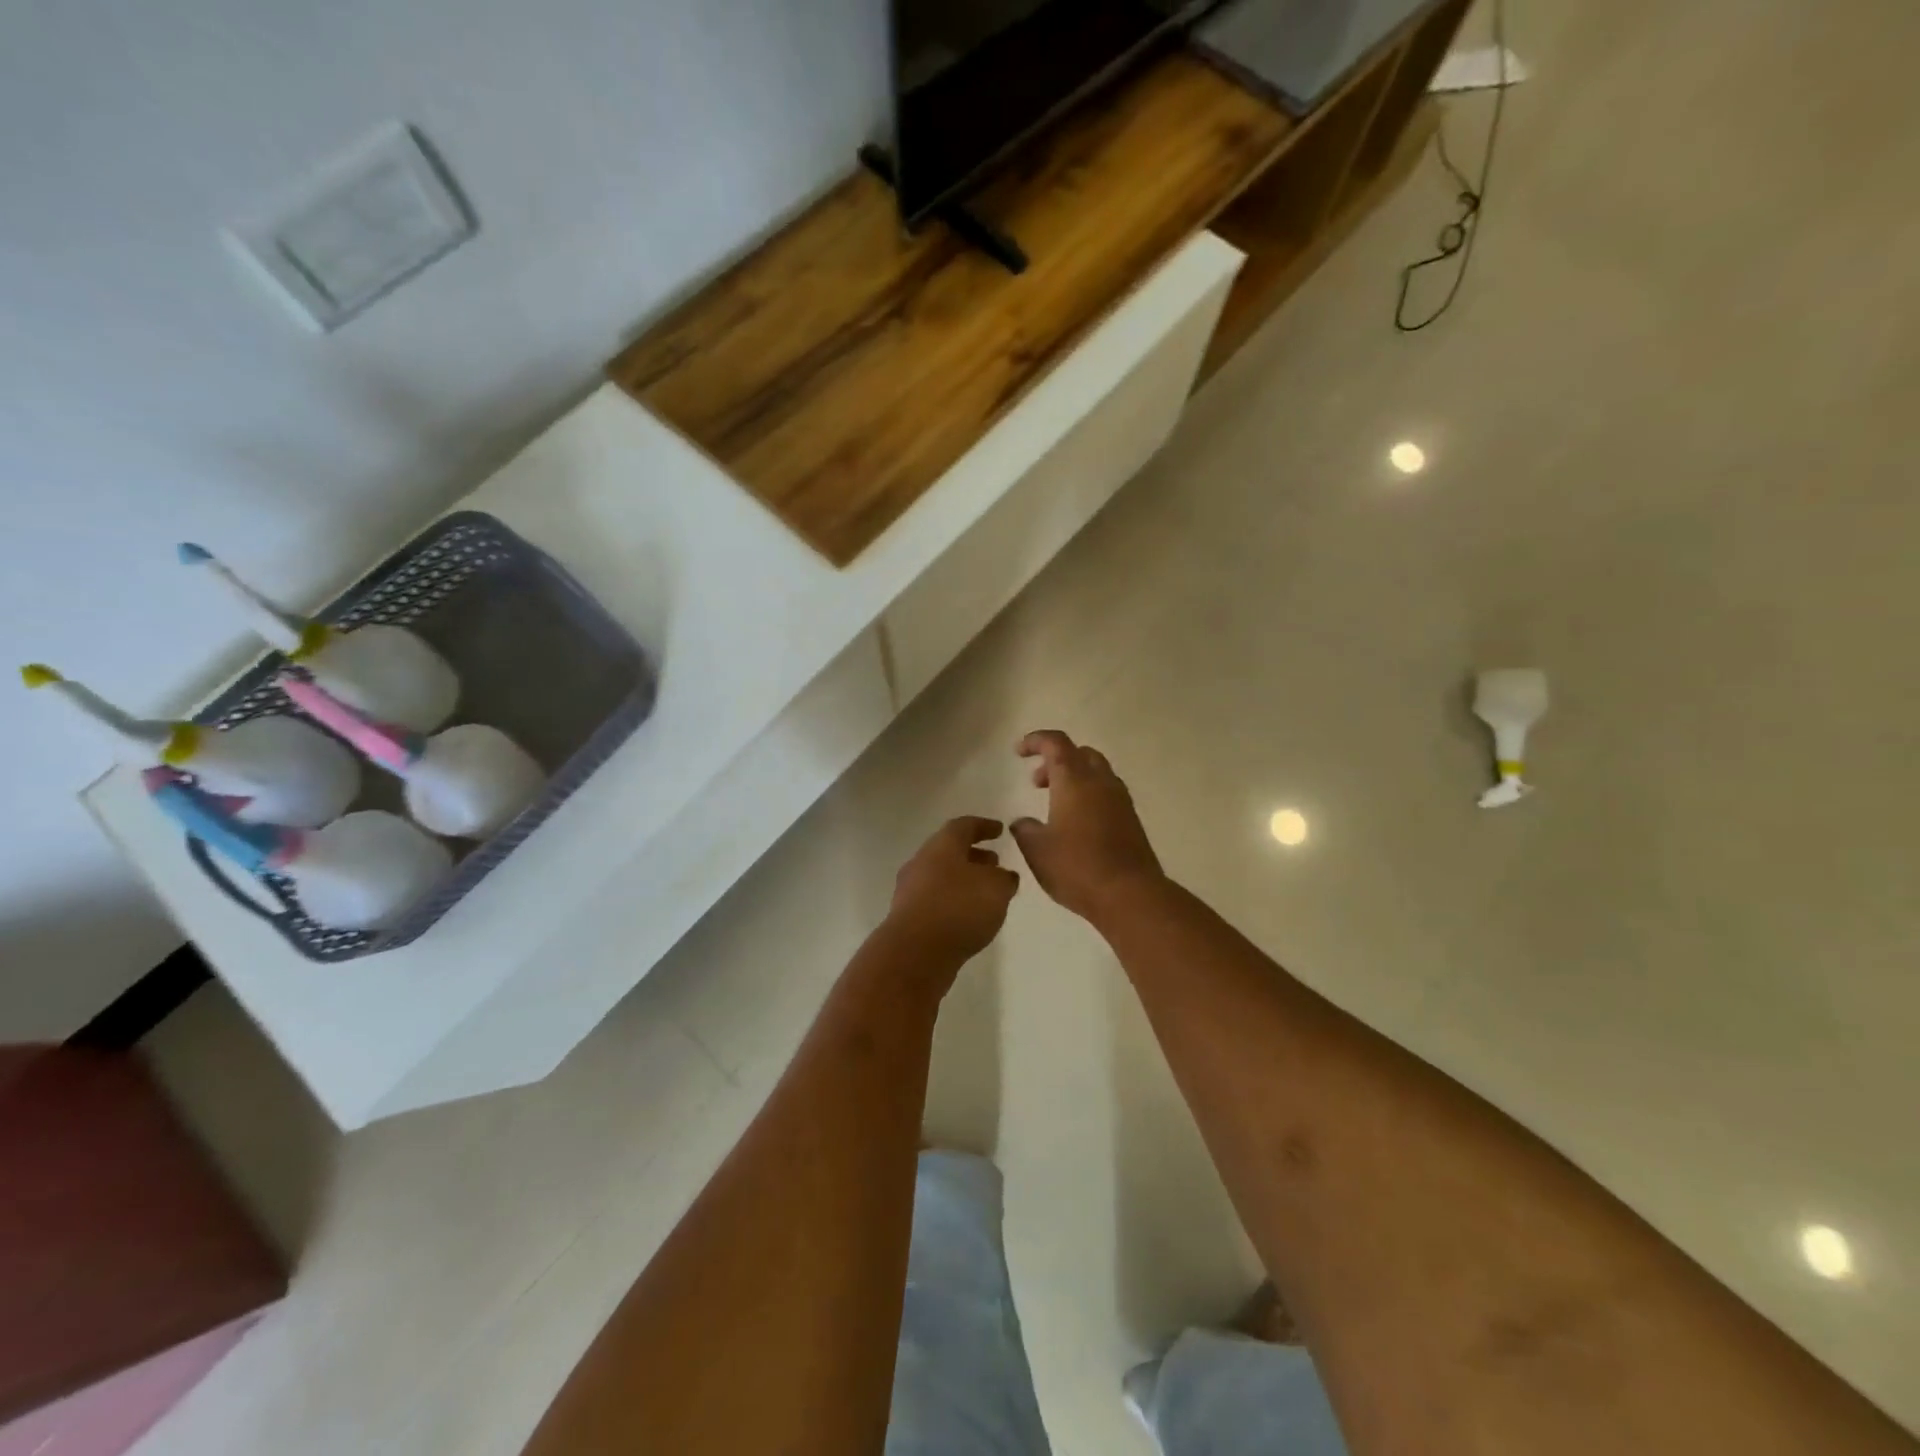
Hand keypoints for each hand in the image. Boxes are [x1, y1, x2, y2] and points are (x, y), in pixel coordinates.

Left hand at [885, 817, 1019, 967]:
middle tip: (995, 863)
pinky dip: (954, 902)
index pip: (963, 826)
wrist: (915, 952)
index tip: (1000, 830)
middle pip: (949, 852)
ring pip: (942, 877)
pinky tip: (970, 918)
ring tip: (987, 894)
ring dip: (964, 881)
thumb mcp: (996, 888)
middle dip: (974, 856)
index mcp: (941, 845)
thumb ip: (1004, 878)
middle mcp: (922, 862)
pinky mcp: (908, 918)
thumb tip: (1002, 876)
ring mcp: (910, 891)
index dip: (983, 826)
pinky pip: (936, 901)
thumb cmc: (959, 908)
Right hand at [1010, 731, 1164, 921]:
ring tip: (1055, 804)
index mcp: (1074, 780)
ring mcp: (1120, 800)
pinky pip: (1107, 794)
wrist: (1130, 894)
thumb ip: (1025, 830)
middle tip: (1037, 782)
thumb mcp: (1037, 850)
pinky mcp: (1131, 820)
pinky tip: (1076, 824)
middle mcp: (1101, 782)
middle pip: (1080, 753)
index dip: (1036, 741)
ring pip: (1097, 773)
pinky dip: (1089, 796)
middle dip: (1056, 760)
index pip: (1056, 743)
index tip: (1019, 751)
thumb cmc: (1077, 867)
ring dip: (1074, 778)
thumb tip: (1022, 823)